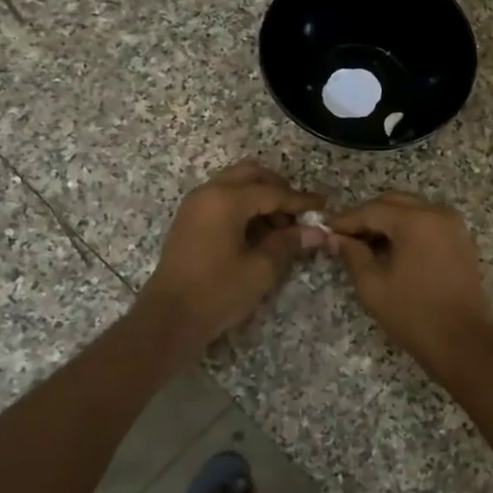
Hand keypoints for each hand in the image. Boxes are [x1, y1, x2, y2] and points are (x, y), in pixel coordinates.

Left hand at [137, 162, 326, 356]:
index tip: (323, 206)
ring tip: (280, 228)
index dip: (300, 200)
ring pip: (235, 185)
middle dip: (278, 189)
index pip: (273, 192)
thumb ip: (289, 244)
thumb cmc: (217, 292)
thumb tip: (316, 231)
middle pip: (251, 175)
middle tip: (298, 213)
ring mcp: (195, 204)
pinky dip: (243, 207)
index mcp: (226, 200)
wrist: (169, 318)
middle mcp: (209, 192)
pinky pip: (222, 199)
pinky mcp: (189, 220)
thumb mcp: (261, 270)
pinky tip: (258, 233)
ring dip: (260, 197)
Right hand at [330, 193, 492, 375]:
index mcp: (416, 221)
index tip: (325, 229)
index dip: (346, 220)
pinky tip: (391, 250)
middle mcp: (438, 213)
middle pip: (394, 203)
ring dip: (388, 222)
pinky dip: (407, 229)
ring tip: (365, 244)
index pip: (372, 210)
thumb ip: (352, 255)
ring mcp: (454, 225)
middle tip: (344, 237)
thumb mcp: (373, 286)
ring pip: (412, 210)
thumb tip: (336, 238)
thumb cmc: (414, 315)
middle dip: (367, 217)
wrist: (463, 343)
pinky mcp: (462, 240)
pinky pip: (428, 223)